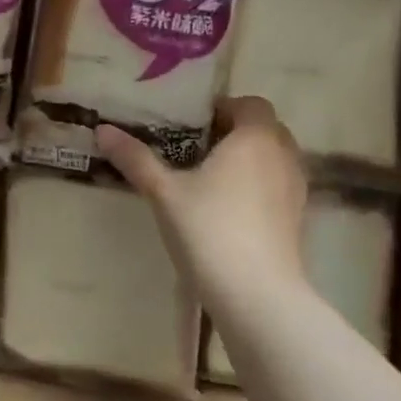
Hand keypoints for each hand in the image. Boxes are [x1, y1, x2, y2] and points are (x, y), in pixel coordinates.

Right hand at [96, 97, 309, 294]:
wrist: (257, 296)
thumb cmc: (209, 230)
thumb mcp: (164, 192)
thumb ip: (135, 159)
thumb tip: (102, 129)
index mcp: (255, 138)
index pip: (251, 104)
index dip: (224, 109)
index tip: (193, 125)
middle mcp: (283, 157)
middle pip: (266, 130)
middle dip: (236, 133)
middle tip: (197, 150)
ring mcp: (296, 190)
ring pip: (275, 160)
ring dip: (250, 161)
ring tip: (212, 180)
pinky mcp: (298, 221)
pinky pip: (278, 187)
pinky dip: (259, 187)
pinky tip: (229, 210)